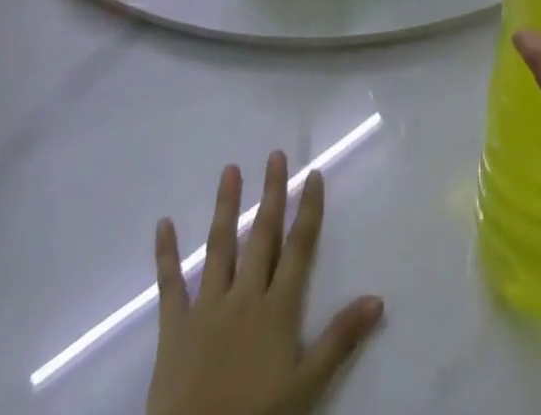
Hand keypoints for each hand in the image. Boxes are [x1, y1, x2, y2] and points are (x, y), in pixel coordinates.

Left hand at [147, 154, 383, 414]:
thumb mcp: (306, 386)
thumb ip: (339, 339)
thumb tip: (377, 298)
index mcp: (278, 308)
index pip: (298, 248)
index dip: (308, 210)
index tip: (312, 173)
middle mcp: (245, 295)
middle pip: (262, 236)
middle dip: (271, 194)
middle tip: (275, 154)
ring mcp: (207, 306)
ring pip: (220, 246)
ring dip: (226, 206)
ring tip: (230, 169)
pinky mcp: (174, 326)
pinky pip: (170, 284)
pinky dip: (166, 254)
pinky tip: (163, 224)